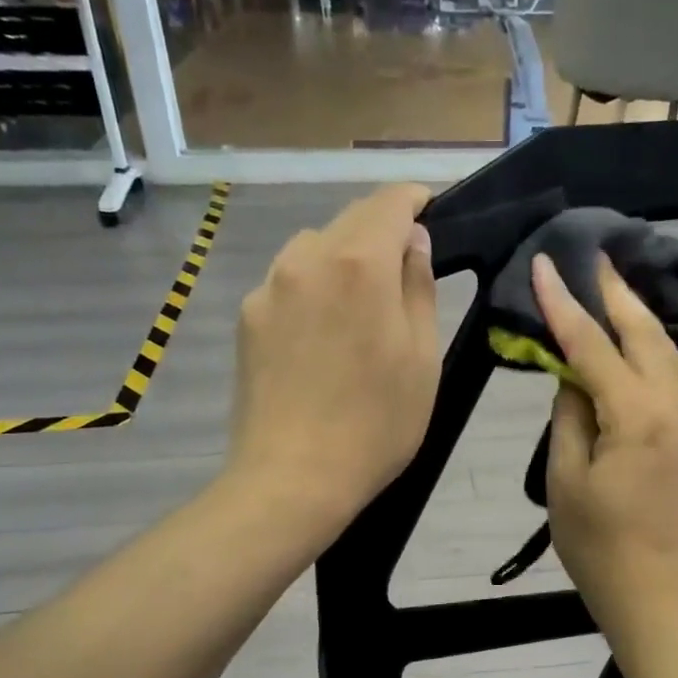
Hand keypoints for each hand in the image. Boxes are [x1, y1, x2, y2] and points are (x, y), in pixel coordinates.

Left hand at [230, 184, 439, 542]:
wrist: (293, 478)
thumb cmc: (376, 425)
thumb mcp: (422, 359)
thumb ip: (419, 288)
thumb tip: (413, 242)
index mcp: (360, 264)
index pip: (389, 202)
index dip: (414, 199)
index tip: (430, 210)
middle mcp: (308, 259)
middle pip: (349, 220)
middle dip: (381, 230)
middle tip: (404, 266)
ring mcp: (270, 287)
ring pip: (314, 248)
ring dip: (343, 259)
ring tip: (359, 306)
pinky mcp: (247, 317)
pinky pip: (288, 283)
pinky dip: (312, 289)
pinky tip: (321, 337)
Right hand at [535, 253, 677, 634]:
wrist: (660, 596)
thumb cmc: (601, 548)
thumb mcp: (567, 483)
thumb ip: (569, 421)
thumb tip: (573, 382)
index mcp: (636, 416)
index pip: (593, 347)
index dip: (565, 305)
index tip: (544, 265)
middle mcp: (671, 408)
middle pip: (644, 334)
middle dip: (616, 294)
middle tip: (594, 257)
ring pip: (665, 352)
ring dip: (638, 316)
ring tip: (613, 288)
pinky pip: (671, 376)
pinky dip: (650, 347)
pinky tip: (635, 341)